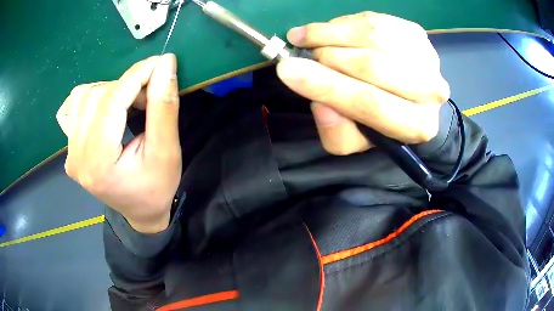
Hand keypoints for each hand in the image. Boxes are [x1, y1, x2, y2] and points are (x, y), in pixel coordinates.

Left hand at [56, 54, 181, 232]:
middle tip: (149, 94)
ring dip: (110, 89)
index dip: (137, 75)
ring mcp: (70, 153)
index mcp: (98, 163)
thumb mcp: (167, 152)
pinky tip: (103, 108)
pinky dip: (88, 98)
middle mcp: (76, 156)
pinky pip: (71, 109)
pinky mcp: (70, 149)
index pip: (111, 102)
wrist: (140, 212)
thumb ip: (164, 108)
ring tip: (128, 103)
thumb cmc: (156, 189)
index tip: (161, 62)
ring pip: (83, 96)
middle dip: (126, 85)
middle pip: (96, 96)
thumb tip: (166, 64)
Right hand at [277, 12, 449, 154]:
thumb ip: (335, 131)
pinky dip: (344, 23)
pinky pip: (372, 21)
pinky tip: (330, 30)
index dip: (326, 85)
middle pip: (372, 65)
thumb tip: (321, 104)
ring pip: (372, 36)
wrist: (407, 96)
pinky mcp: (415, 33)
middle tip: (303, 54)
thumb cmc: (378, 120)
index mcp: (417, 125)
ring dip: (330, 33)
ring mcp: (426, 56)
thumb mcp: (352, 139)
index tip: (287, 69)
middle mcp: (431, 91)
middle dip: (327, 57)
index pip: (370, 103)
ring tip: (308, 37)